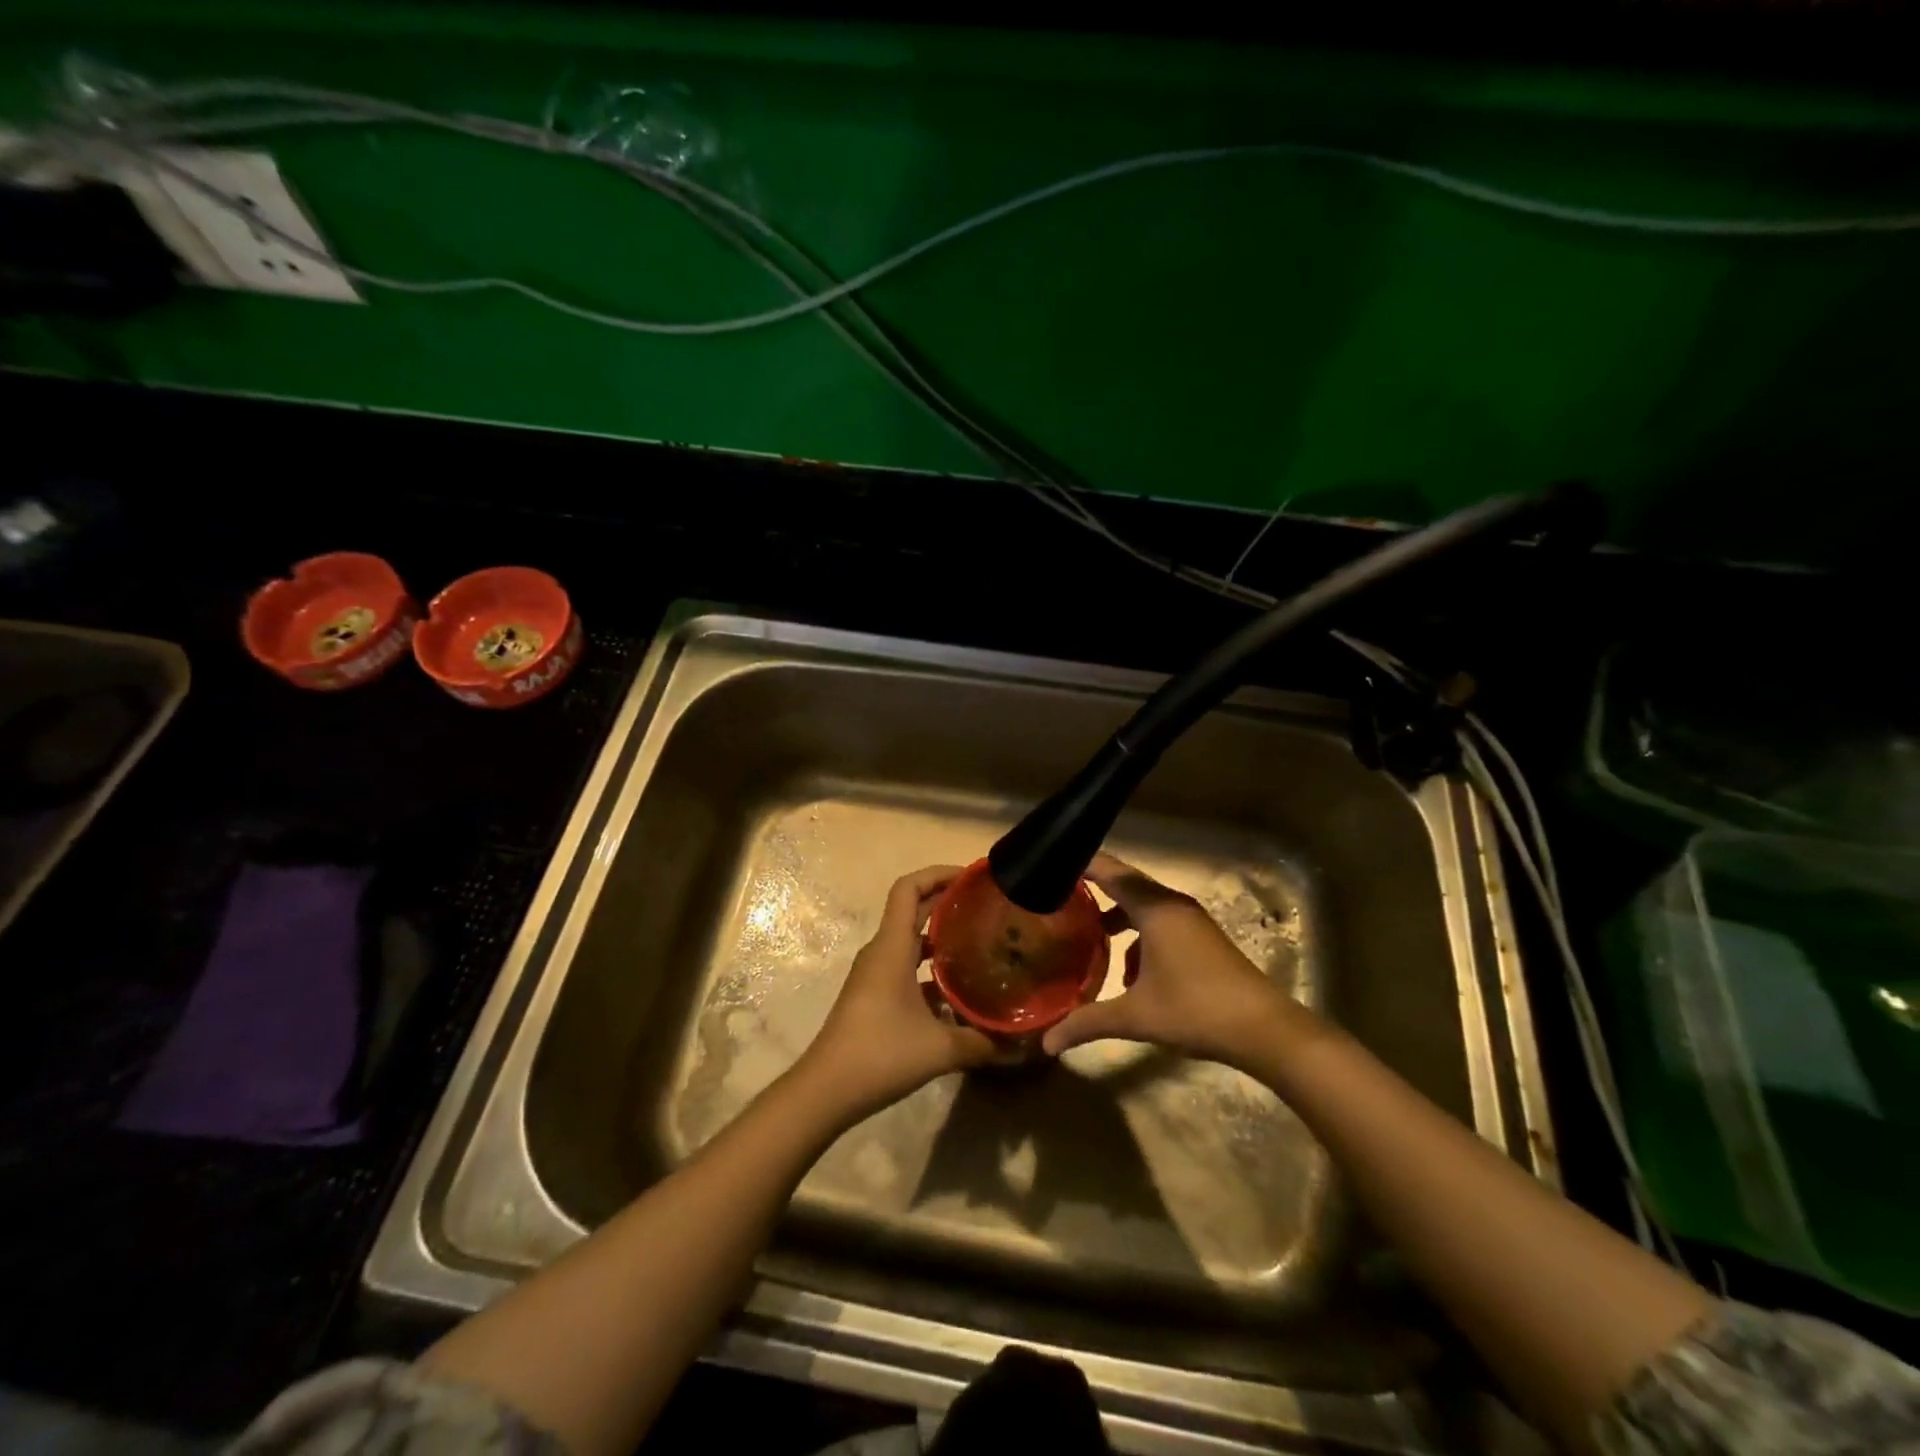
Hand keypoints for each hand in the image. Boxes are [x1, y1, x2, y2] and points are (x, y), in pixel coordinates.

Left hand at [795, 865, 995, 1123]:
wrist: (825, 1091)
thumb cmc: (880, 1054)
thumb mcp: (940, 1049)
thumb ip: (982, 1042)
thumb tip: (1019, 1043)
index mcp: (892, 947)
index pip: (909, 888)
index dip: (938, 873)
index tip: (972, 877)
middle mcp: (881, 951)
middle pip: (912, 909)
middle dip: (947, 902)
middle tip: (987, 906)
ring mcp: (874, 974)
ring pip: (909, 940)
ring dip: (940, 935)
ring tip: (979, 942)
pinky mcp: (872, 995)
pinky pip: (904, 965)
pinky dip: (930, 967)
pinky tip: (957, 989)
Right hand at [1041, 852, 1317, 1074]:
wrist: (1264, 1029)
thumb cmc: (1195, 1010)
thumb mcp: (1135, 1017)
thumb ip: (1087, 1022)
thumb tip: (1046, 1043)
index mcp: (1155, 909)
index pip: (1111, 872)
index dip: (1082, 865)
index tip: (1050, 863)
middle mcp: (1173, 905)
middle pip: (1127, 885)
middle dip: (1096, 889)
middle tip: (1060, 896)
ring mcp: (1191, 921)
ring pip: (1144, 906)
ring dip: (1118, 916)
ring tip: (1089, 936)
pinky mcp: (1202, 938)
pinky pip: (1160, 922)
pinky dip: (1139, 934)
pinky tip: (1128, 971)